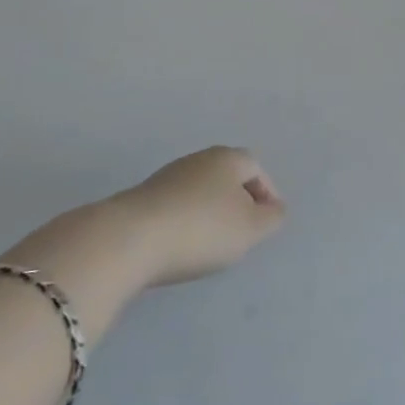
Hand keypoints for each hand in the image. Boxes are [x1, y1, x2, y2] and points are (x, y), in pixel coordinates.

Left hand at [116, 146, 286, 287]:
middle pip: (227, 176)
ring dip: (210, 213)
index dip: (266, 193)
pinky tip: (181, 246)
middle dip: (238, 201)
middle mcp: (199, 158)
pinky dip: (186, 222)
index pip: (256, 167)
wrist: (129, 239)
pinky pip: (177, 206)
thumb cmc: (201, 229)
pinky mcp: (143, 198)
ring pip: (200, 191)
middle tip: (242, 233)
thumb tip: (275, 208)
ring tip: (211, 244)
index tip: (267, 222)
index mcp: (228, 158)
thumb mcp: (250, 228)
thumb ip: (272, 218)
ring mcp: (168, 176)